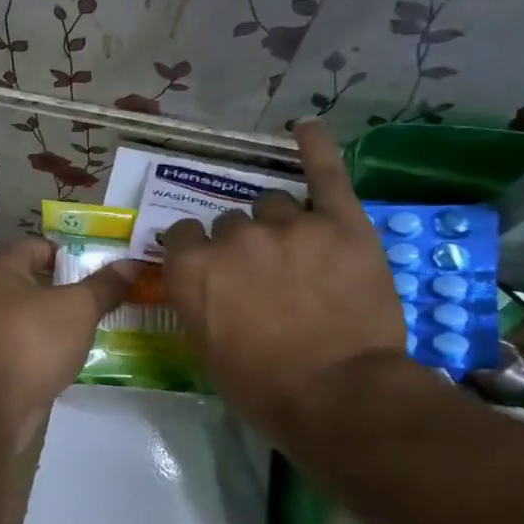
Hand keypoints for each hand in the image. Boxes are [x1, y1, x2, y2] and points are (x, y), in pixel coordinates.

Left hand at [0, 237, 137, 425]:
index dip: (67, 249)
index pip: (35, 246)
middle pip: (34, 284)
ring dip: (61, 322)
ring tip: (100, 323)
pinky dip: (52, 350)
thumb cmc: (33, 339)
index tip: (100, 261)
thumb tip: (132, 265)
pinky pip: (31, 349)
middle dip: (69, 288)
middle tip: (107, 292)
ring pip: (33, 319)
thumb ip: (104, 286)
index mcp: (2, 271)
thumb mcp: (78, 307)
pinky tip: (78, 356)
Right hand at [162, 121, 407, 438]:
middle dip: (240, 245)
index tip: (211, 270)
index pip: (182, 234)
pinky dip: (316, 149)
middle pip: (229, 222)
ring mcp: (288, 225)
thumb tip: (201, 279)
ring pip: (272, 206)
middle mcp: (232, 237)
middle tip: (261, 277)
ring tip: (298, 254)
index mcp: (192, 268)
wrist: (338, 394)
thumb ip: (195, 300)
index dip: (196, 251)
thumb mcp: (204, 348)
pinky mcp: (341, 223)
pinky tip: (307, 128)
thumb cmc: (260, 385)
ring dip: (278, 225)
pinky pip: (325, 174)